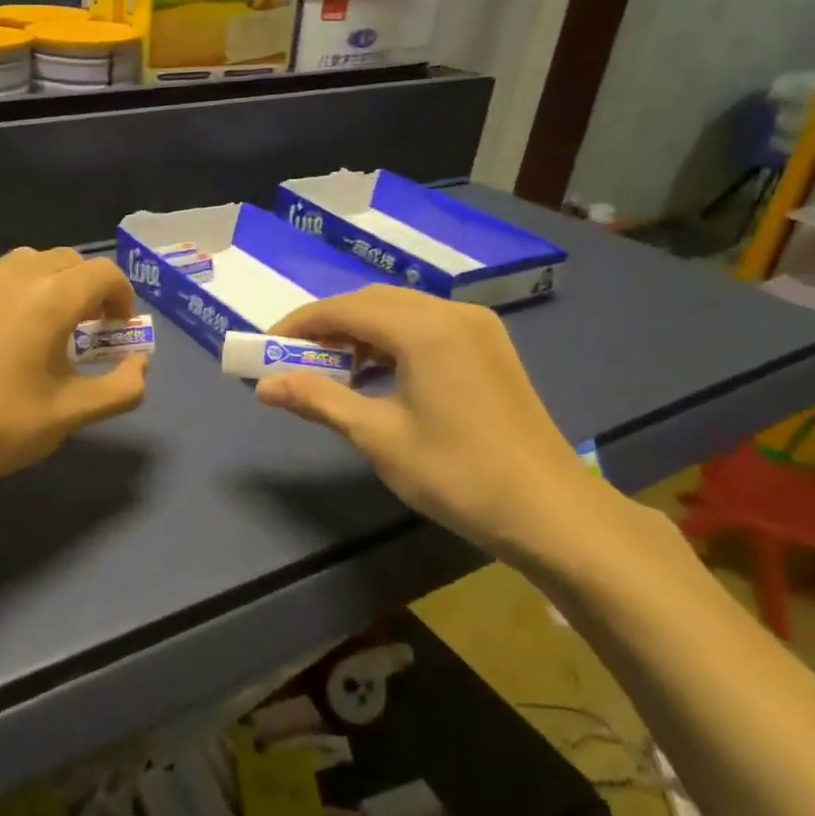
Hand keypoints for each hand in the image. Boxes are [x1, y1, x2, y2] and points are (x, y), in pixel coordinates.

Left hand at [0, 249, 147, 495]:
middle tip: (85, 328)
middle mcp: (14, 274)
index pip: (104, 273)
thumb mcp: (72, 414)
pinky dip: (8, 288)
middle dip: (87, 288)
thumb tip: (141, 363)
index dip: (122, 297)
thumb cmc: (1, 427)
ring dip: (48, 282)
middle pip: (68, 260)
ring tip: (42, 323)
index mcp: (51, 298)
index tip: (117, 328)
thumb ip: (122, 387)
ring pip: (27, 262)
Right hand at [254, 288, 605, 572]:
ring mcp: (477, 329)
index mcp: (425, 329)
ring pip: (400, 312)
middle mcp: (452, 314)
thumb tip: (263, 387)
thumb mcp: (378, 437)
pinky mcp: (489, 349)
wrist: (551, 513)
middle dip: (328, 326)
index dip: (300, 324)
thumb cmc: (457, 474)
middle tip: (293, 359)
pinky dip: (391, 343)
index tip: (265, 346)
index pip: (345, 308)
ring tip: (331, 371)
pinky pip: (426, 328)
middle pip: (373, 302)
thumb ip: (319, 400)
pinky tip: (377, 375)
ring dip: (360, 334)